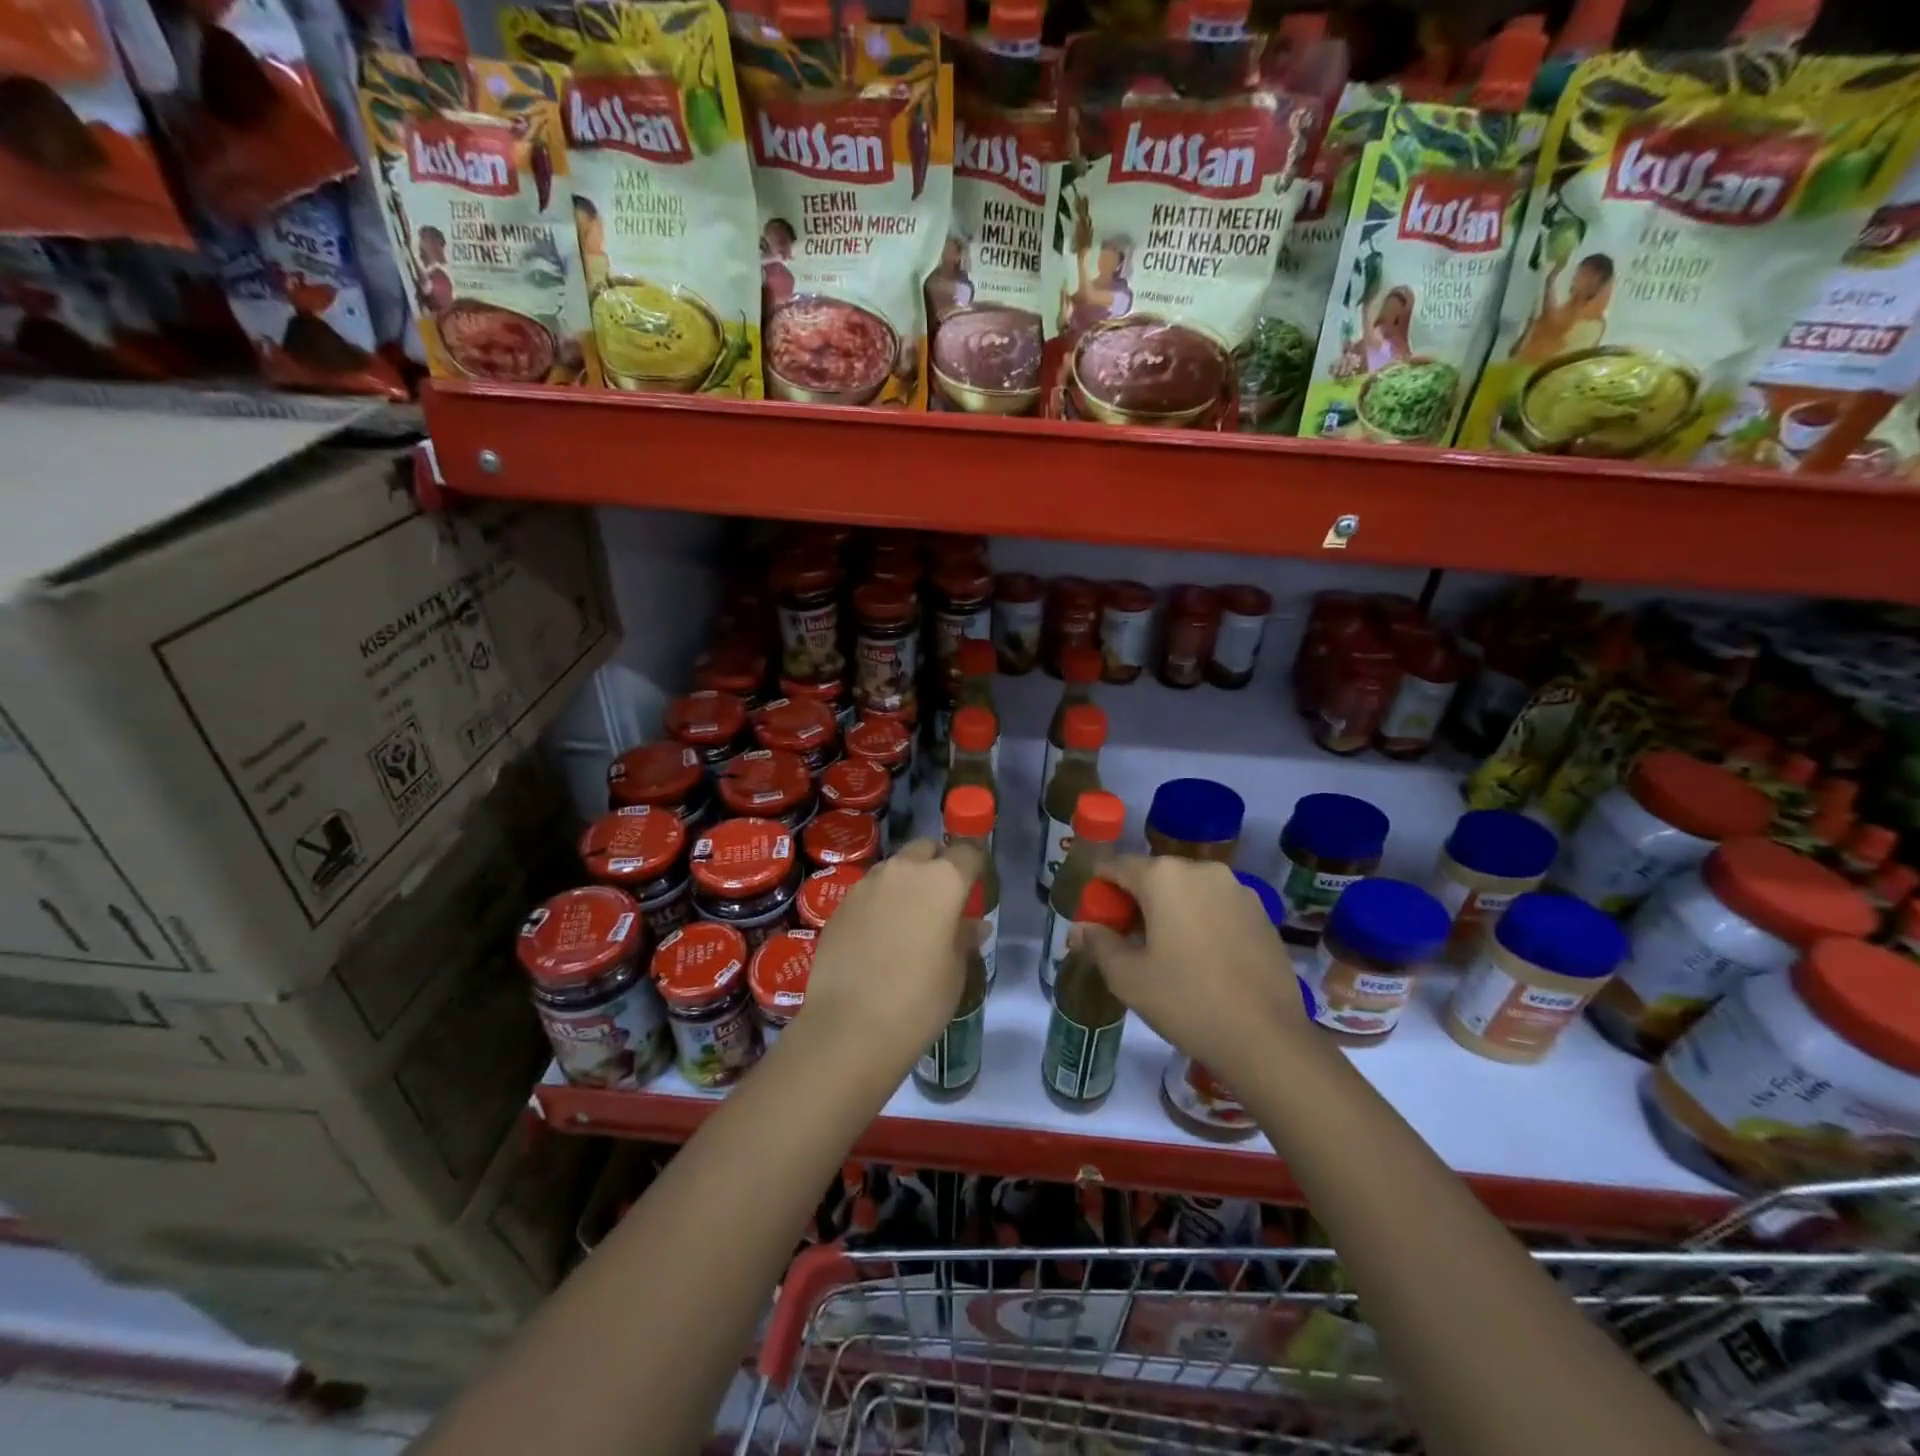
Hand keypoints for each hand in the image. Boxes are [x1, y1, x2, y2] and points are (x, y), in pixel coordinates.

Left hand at [796, 838, 984, 1079]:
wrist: (849, 1027)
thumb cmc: (918, 1000)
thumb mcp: (955, 971)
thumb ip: (964, 938)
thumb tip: (974, 925)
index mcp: (942, 880)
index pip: (967, 852)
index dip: (974, 865)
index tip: (976, 885)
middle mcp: (903, 871)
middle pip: (926, 849)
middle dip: (937, 864)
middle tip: (942, 900)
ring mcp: (866, 885)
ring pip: (894, 868)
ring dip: (906, 882)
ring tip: (909, 920)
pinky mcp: (839, 905)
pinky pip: (869, 892)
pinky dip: (879, 903)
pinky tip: (879, 937)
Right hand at [1069, 856, 1308, 1081]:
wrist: (1267, 1038)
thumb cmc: (1186, 1001)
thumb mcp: (1128, 977)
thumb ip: (1098, 944)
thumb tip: (1078, 929)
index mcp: (1163, 876)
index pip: (1116, 866)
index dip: (1099, 888)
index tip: (1095, 917)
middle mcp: (1201, 870)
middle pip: (1154, 875)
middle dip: (1135, 900)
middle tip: (1126, 940)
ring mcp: (1237, 889)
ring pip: (1188, 890)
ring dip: (1169, 909)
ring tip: (1165, 951)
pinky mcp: (1261, 912)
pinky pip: (1216, 906)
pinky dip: (1200, 920)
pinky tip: (1201, 958)